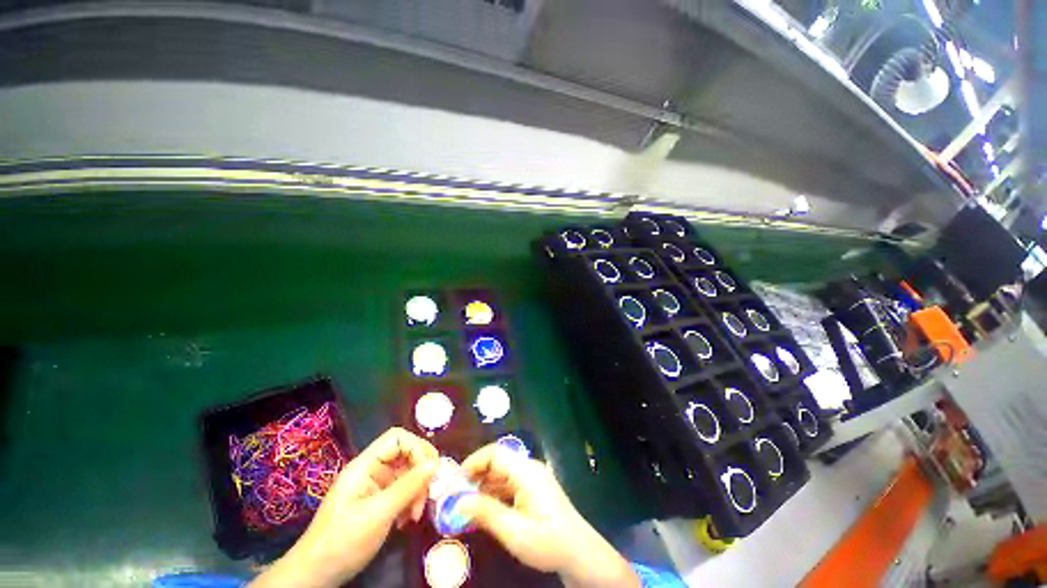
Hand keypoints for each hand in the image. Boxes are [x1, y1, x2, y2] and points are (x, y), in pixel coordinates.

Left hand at [251, 428, 438, 587]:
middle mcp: (371, 470)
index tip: (430, 470)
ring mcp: (374, 486)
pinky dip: (410, 501)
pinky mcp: (377, 501)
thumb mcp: (379, 513)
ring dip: (417, 490)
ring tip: (415, 515)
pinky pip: (402, 490)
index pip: (397, 438)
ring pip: (407, 473)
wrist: (316, 575)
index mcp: (365, 465)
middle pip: (405, 454)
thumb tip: (436, 463)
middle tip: (429, 493)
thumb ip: (408, 486)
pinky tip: (407, 520)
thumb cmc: (343, 541)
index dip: (417, 447)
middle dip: (420, 472)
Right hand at [458, 444, 638, 587]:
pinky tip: (482, 511)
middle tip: (455, 497)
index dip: (472, 463)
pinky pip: (507, 486)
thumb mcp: (514, 531)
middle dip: (474, 477)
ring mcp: (531, 479)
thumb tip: (458, 501)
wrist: (579, 554)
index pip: (494, 454)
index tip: (454, 482)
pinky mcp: (532, 490)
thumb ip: (486, 513)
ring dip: (482, 487)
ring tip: (464, 507)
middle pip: (496, 462)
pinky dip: (493, 495)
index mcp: (526, 471)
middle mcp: (528, 469)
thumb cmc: (548, 541)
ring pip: (500, 475)